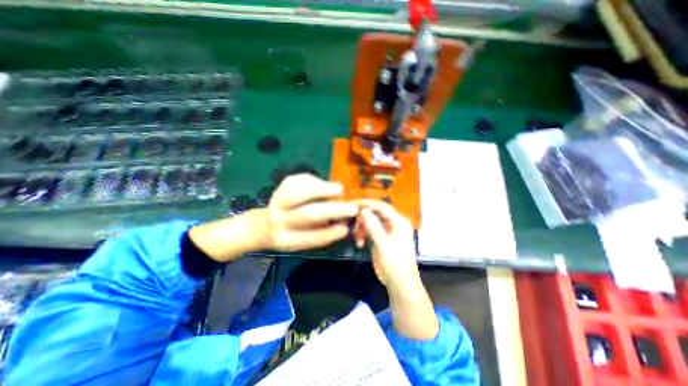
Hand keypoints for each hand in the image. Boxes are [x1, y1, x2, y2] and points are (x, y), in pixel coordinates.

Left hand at [262, 173, 359, 251]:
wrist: (262, 224)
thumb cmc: (289, 233)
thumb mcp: (301, 240)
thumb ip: (320, 232)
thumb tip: (343, 223)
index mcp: (286, 239)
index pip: (310, 238)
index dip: (330, 233)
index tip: (346, 228)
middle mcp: (279, 221)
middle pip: (307, 214)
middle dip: (333, 210)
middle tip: (352, 207)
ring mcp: (277, 201)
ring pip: (300, 192)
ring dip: (323, 190)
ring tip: (340, 190)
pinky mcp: (281, 186)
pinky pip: (299, 180)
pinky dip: (315, 181)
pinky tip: (324, 184)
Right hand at [354, 201, 418, 292]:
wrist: (399, 284)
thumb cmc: (395, 263)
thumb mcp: (384, 245)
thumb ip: (374, 227)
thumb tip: (364, 210)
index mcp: (398, 222)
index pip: (382, 206)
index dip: (368, 203)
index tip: (353, 203)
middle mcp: (393, 224)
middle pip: (375, 213)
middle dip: (363, 218)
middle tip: (352, 224)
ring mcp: (386, 231)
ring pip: (370, 222)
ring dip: (361, 228)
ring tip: (357, 238)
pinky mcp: (380, 239)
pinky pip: (368, 231)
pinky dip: (362, 235)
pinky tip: (359, 244)